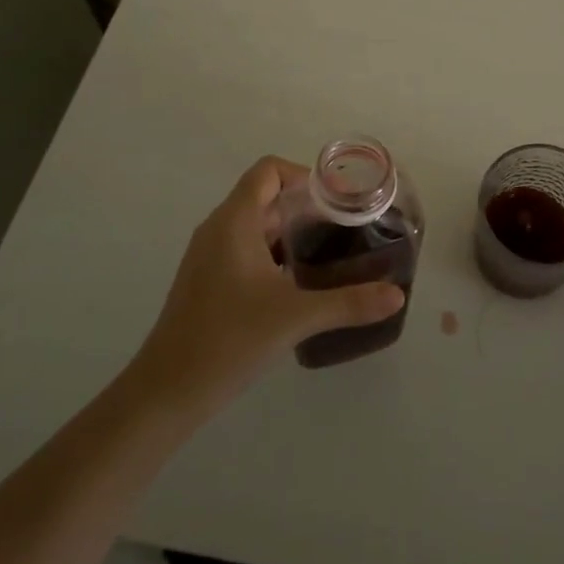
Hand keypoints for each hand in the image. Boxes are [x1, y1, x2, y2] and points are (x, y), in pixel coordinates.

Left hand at [130, 157, 404, 417]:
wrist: (166, 393)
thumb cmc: (228, 340)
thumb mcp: (295, 317)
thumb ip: (349, 302)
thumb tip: (397, 295)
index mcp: (234, 222)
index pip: (269, 170)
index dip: (304, 176)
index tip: (336, 202)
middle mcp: (218, 229)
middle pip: (265, 196)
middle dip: (305, 207)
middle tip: (344, 228)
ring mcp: (209, 256)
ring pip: (255, 225)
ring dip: (290, 232)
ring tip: (328, 254)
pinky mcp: (207, 281)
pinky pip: (245, 249)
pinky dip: (273, 254)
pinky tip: (298, 283)